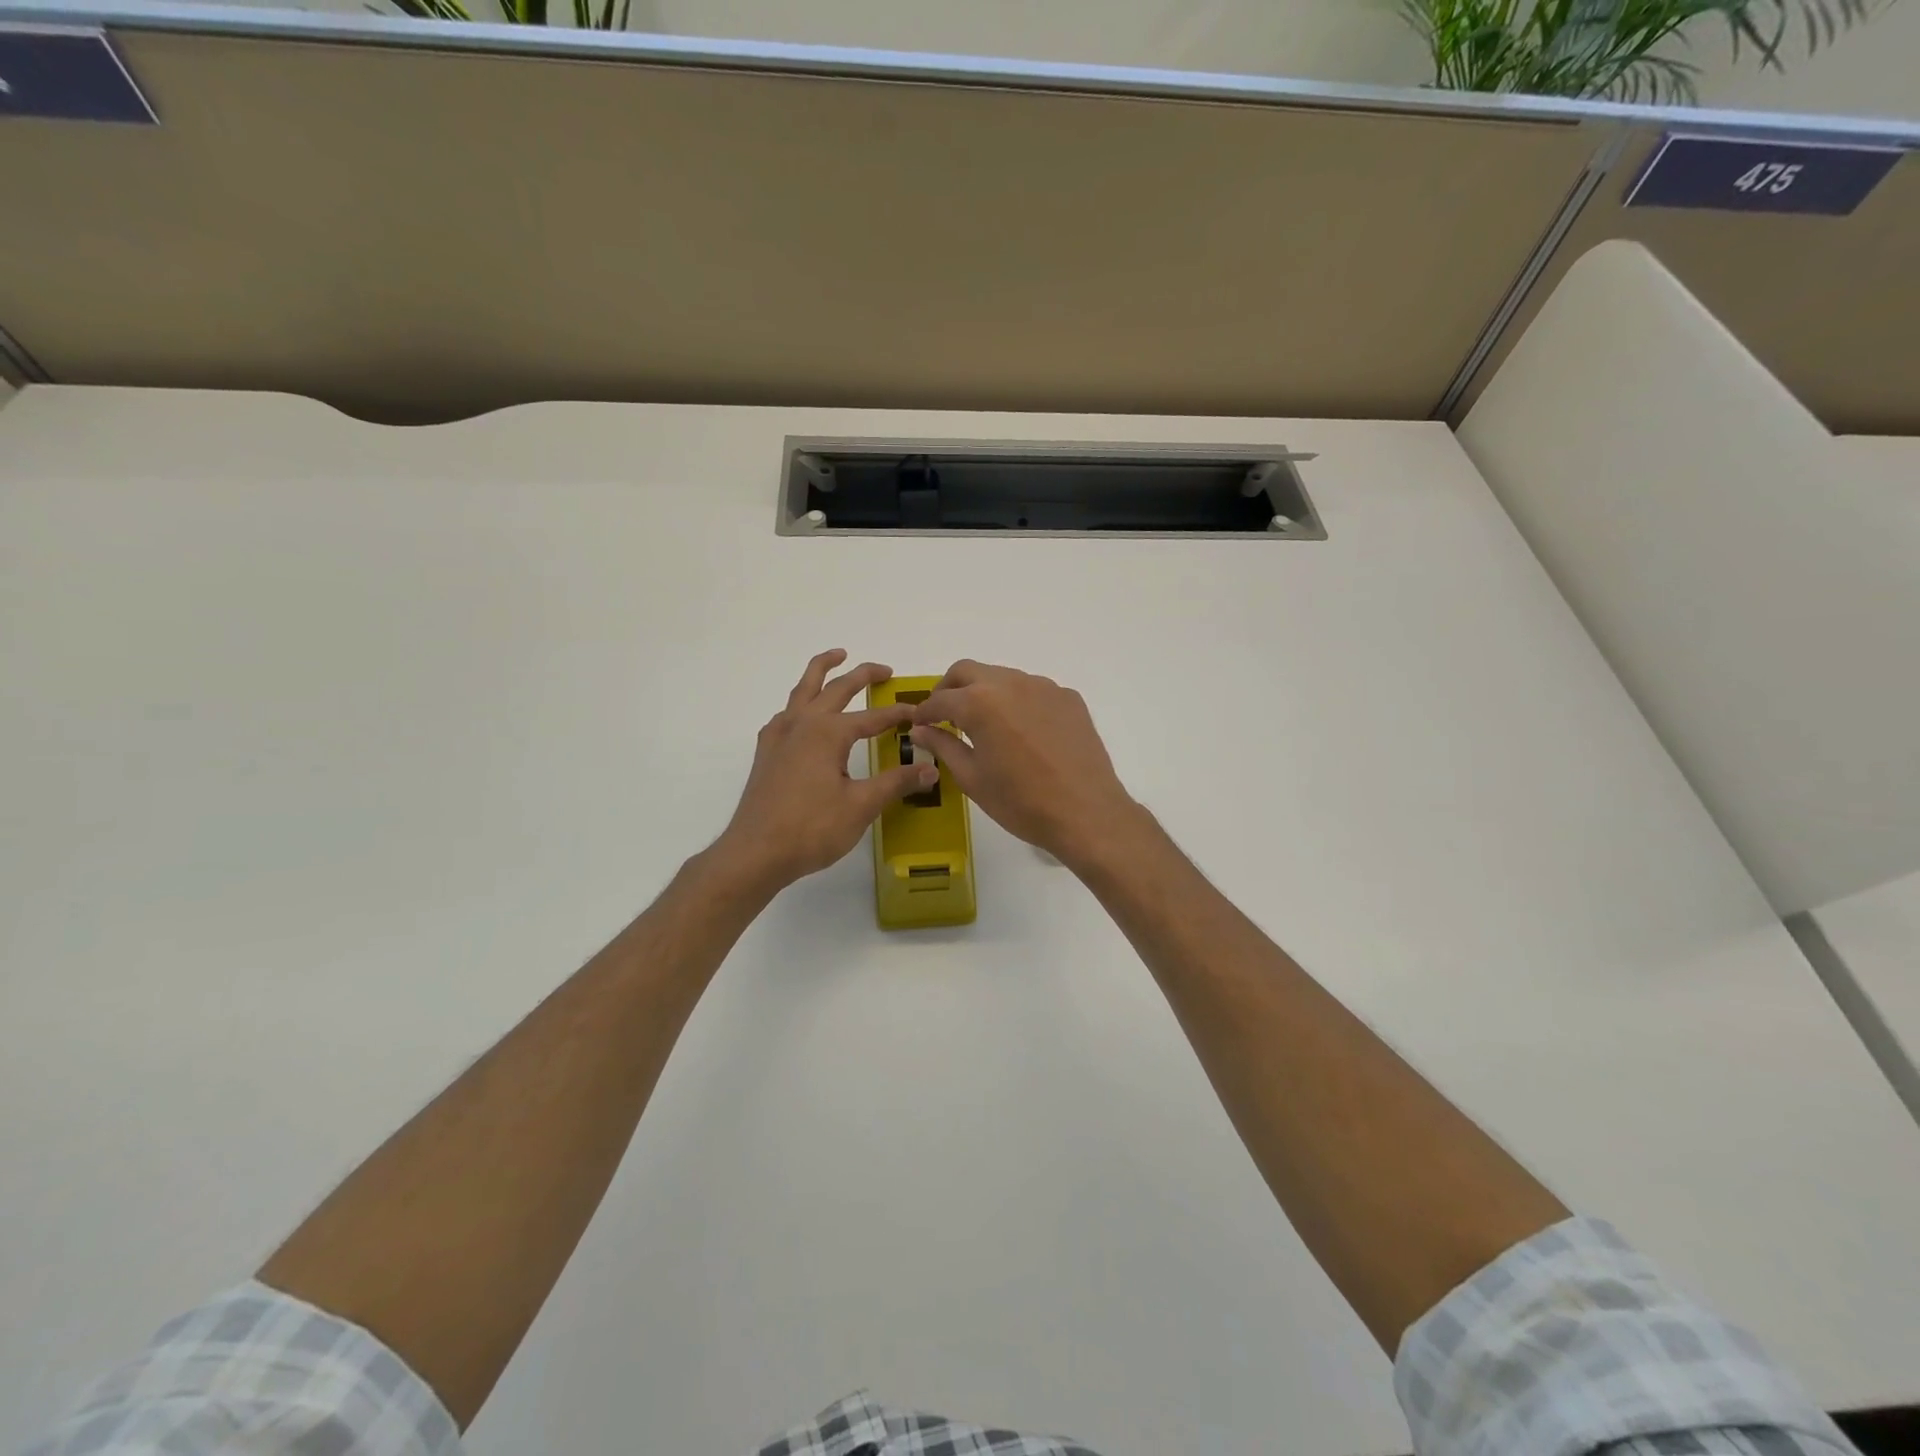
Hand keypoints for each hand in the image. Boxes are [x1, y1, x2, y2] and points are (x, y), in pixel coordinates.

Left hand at [713, 650, 938, 893]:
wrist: (755, 852)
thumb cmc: (811, 828)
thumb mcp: (861, 806)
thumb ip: (896, 783)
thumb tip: (931, 769)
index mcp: (828, 732)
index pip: (873, 717)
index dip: (898, 714)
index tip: (919, 713)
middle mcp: (802, 724)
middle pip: (836, 689)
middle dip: (862, 675)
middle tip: (884, 669)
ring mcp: (779, 736)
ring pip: (803, 690)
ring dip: (822, 670)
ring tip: (836, 656)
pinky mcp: (766, 752)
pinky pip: (785, 713)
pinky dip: (799, 702)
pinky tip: (803, 714)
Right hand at [907, 660, 1144, 872]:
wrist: (1086, 812)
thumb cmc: (1021, 802)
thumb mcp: (972, 778)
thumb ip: (943, 746)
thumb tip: (920, 730)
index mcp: (979, 702)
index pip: (940, 699)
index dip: (924, 712)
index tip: (919, 725)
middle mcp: (1010, 683)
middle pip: (968, 671)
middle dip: (950, 689)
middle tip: (945, 715)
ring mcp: (1044, 687)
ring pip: (1002, 677)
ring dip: (985, 692)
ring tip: (984, 724)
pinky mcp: (1068, 697)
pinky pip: (1033, 690)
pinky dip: (1017, 702)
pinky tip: (1022, 732)